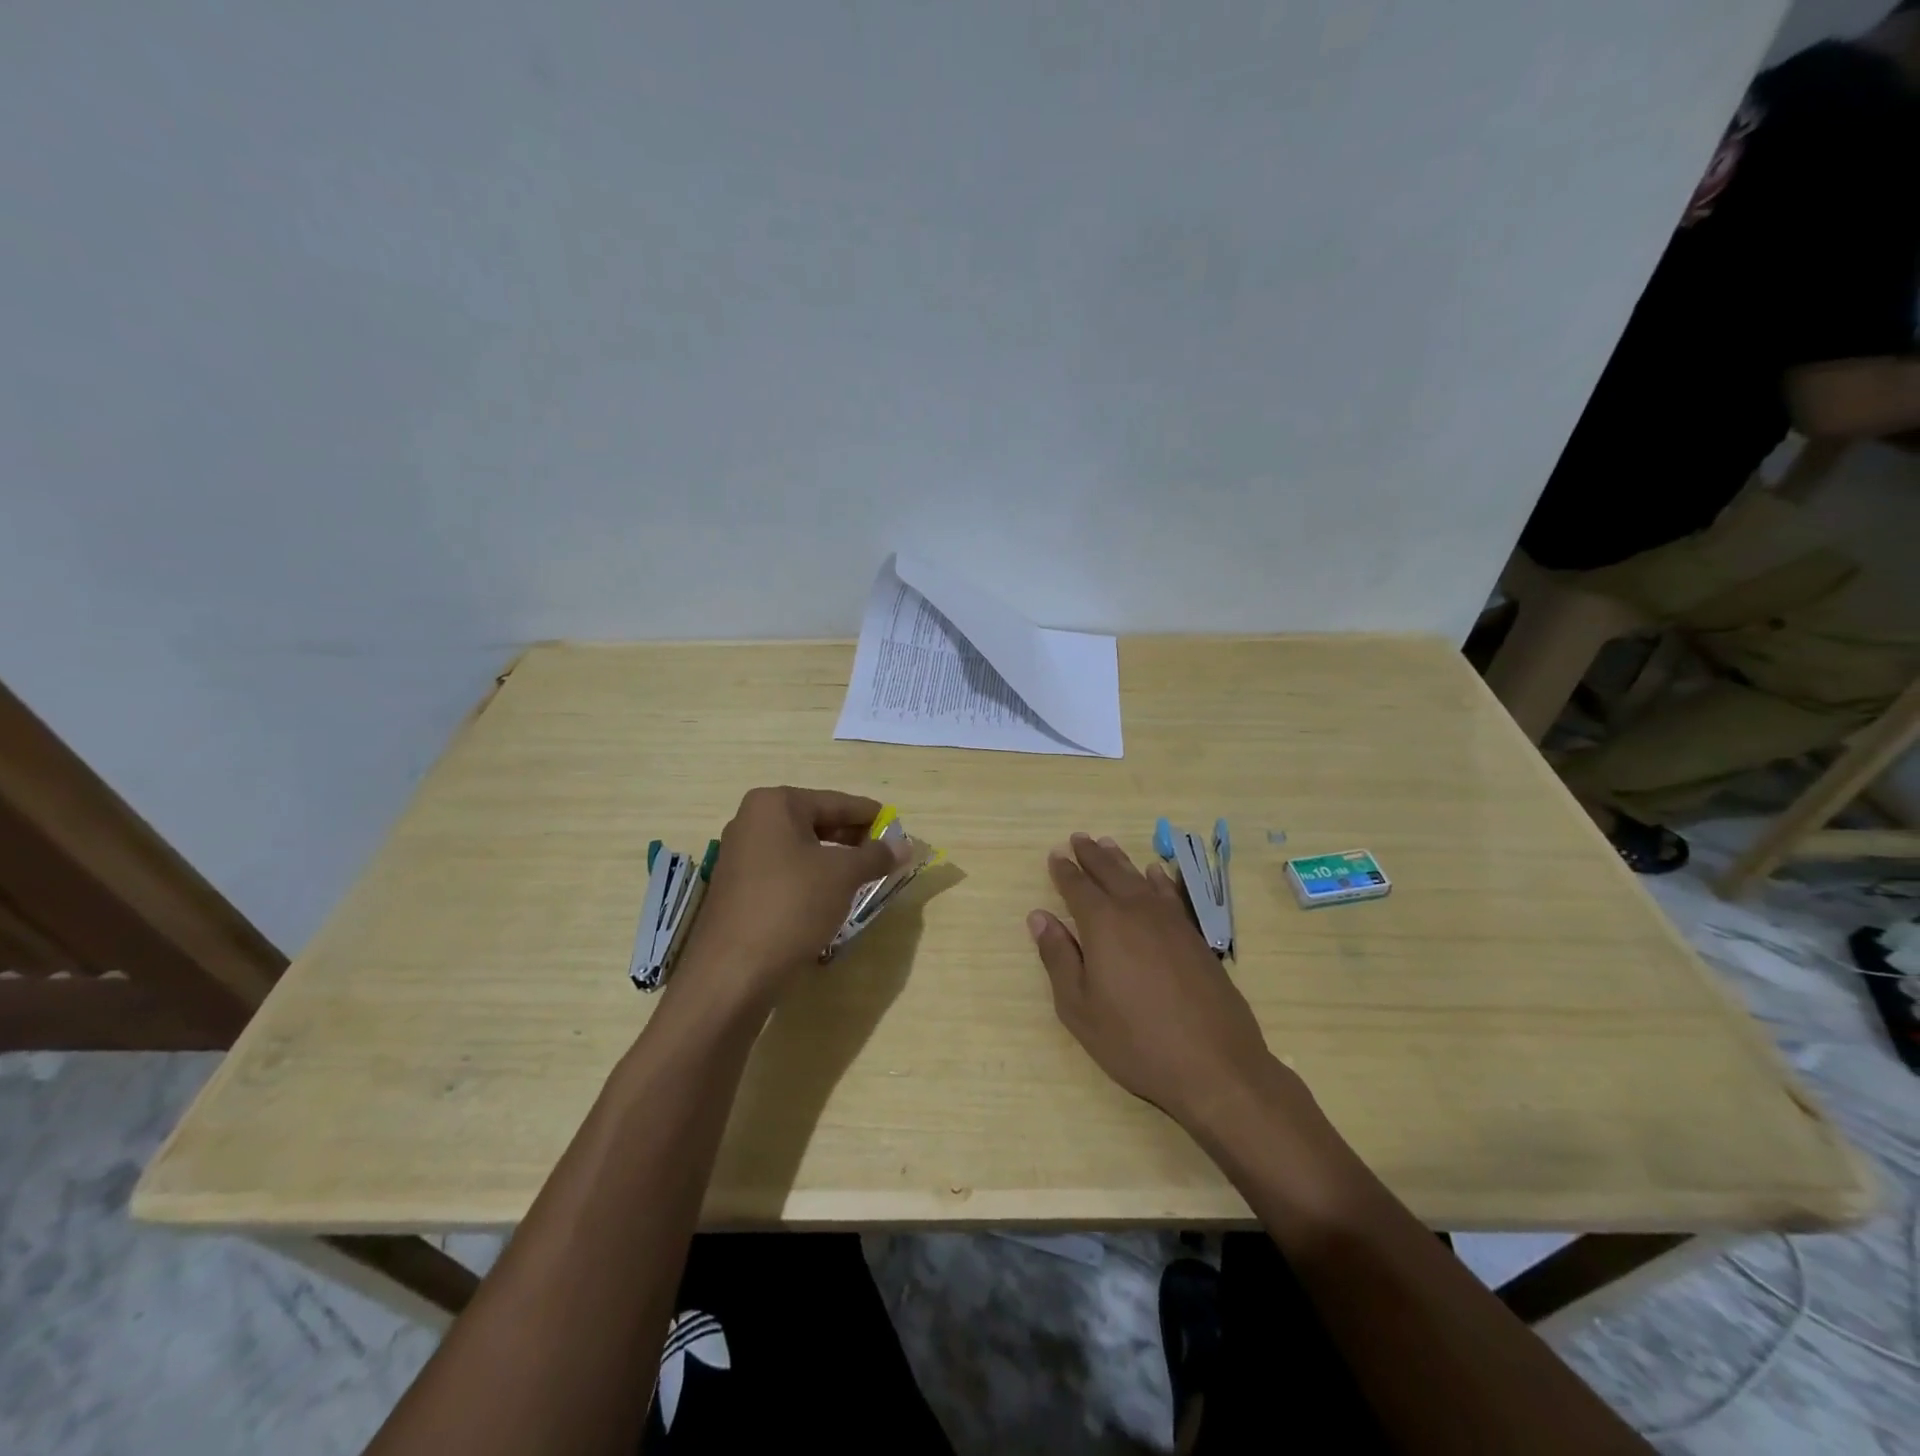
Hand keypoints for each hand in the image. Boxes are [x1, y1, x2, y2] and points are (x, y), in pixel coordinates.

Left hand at [677, 787, 906, 1011]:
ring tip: (865, 877)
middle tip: (885, 854)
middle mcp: (752, 822)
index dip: (869, 815)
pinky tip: (833, 898)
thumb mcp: (843, 875)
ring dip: (834, 861)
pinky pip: (785, 872)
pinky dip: (812, 879)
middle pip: (816, 822)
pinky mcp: (739, 889)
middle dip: (852, 839)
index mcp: (774, 805)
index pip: (835, 802)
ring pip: (801, 850)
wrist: (733, 972)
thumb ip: (876, 855)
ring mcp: (741, 856)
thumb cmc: (792, 905)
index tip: (897, 826)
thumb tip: (905, 845)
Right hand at [1028, 832, 1278, 1130]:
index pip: (1077, 888)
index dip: (1064, 871)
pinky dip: (1160, 880)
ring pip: (1140, 879)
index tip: (1055, 855)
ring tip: (1108, 844)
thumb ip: (1058, 957)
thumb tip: (1039, 917)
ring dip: (1121, 861)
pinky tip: (1156, 874)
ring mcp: (1171, 923)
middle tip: (1078, 838)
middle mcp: (1137, 912)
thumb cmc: (1134, 1041)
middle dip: (1091, 856)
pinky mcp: (1195, 938)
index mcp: (1103, 926)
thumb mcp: (1079, 1007)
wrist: (1214, 1065)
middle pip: (1110, 874)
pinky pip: (1172, 895)